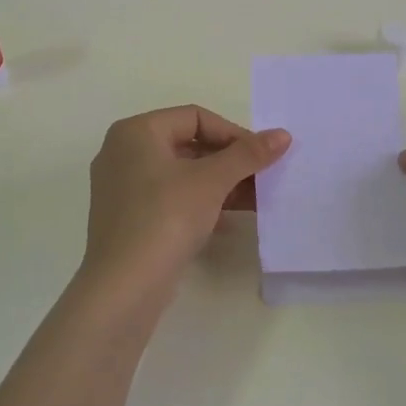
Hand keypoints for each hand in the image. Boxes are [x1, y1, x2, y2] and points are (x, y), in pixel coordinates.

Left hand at [82, 105, 290, 306]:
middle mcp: (123, 152)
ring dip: (218, 183)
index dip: (233, 133)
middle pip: (187, 144)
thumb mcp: (211, 182)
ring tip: (254, 199)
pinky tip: (227, 221)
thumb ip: (247, 155)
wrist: (124, 287)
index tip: (262, 156)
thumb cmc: (165, 218)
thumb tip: (282, 135)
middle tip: (262, 177)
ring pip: (180, 173)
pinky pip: (170, 198)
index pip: (194, 117)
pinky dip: (199, 203)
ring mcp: (122, 187)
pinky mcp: (127, 218)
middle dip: (229, 160)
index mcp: (136, 132)